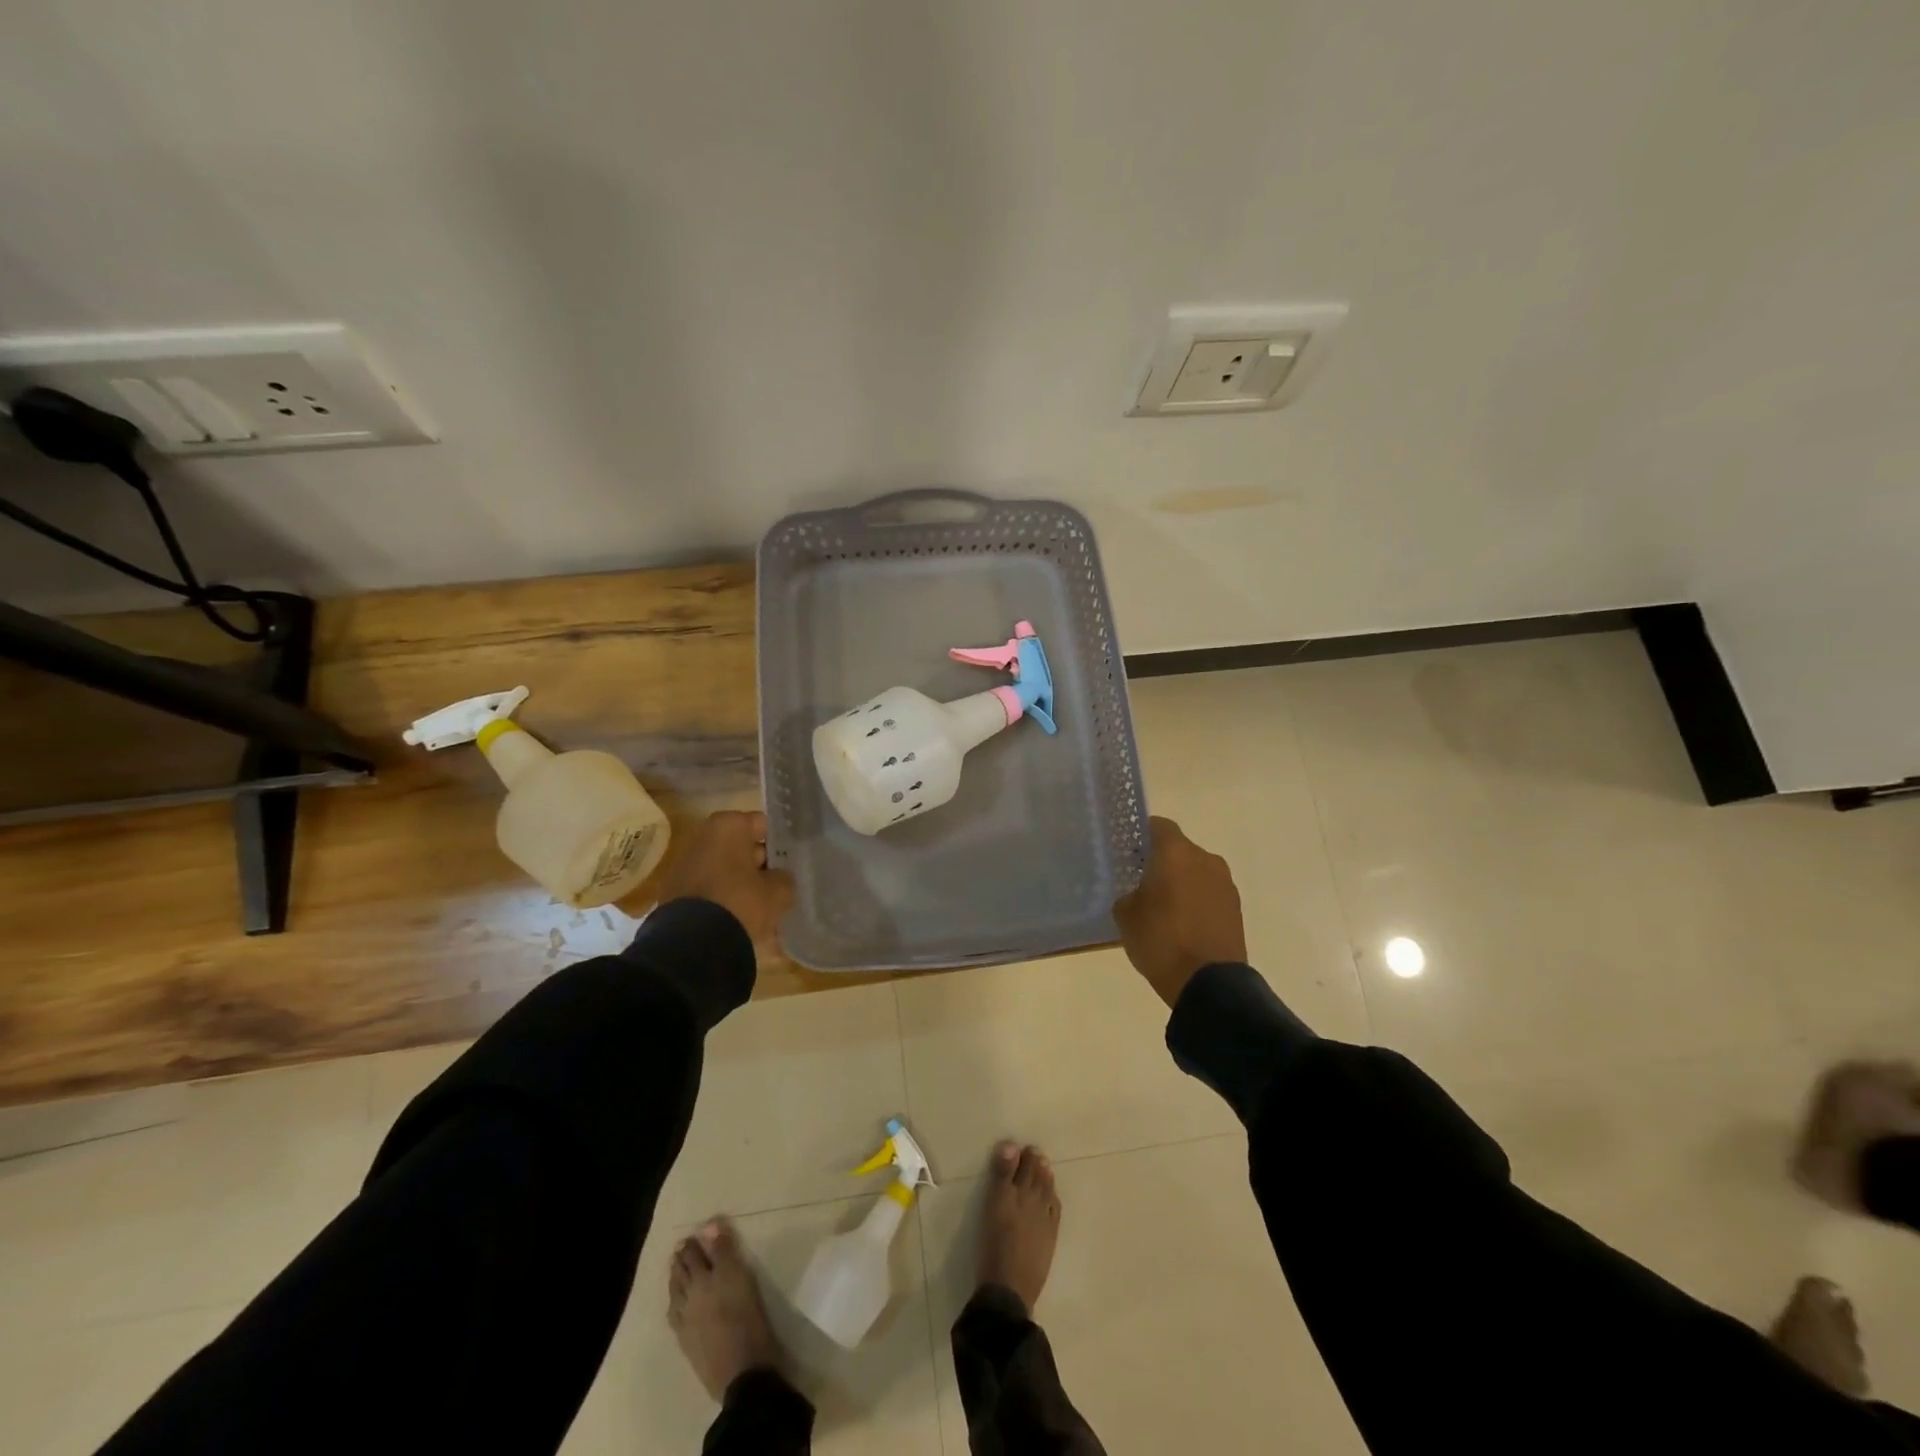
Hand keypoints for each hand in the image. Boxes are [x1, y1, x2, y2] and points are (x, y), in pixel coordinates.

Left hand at [658, 810, 793, 954]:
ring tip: (763, 909)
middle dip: (759, 866)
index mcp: (728, 827)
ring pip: (725, 872)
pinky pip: (710, 892)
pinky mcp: (675, 895)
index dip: (778, 843)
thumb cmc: (741, 903)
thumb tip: (779, 879)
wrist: (692, 945)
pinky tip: (741, 922)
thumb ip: (784, 879)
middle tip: (779, 887)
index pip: (762, 825)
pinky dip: (724, 901)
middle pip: (741, 848)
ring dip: (742, 885)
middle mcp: (703, 838)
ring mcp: (685, 866)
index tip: (790, 863)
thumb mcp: (778, 892)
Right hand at [1112, 817, 1246, 1008]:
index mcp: (1176, 853)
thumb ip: (1128, 894)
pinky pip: (1209, 892)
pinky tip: (1182, 923)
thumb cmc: (1161, 941)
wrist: (1209, 984)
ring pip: (1196, 871)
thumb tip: (1137, 892)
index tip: (1128, 851)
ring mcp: (1225, 883)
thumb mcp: (1126, 916)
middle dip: (1161, 861)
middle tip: (1141, 881)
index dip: (1141, 835)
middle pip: (1179, 849)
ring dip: (1181, 881)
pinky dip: (1196, 900)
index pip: (1158, 825)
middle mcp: (1205, 859)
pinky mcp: (1236, 907)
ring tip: (1163, 907)